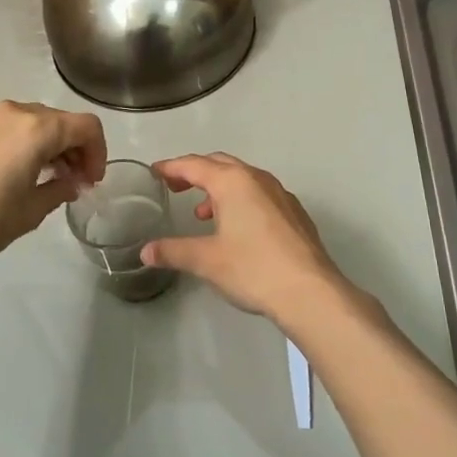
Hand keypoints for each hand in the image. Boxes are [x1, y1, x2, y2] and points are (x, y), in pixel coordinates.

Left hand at [0, 101, 107, 268]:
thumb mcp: (33, 210)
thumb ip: (60, 189)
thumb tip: (70, 182)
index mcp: (37, 128)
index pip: (86, 126)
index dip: (98, 152)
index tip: (91, 181)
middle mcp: (14, 111)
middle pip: (61, 120)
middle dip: (75, 148)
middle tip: (74, 182)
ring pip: (34, 121)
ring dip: (50, 144)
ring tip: (47, 178)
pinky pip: (9, 126)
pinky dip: (24, 142)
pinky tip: (16, 171)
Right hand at [141, 153, 348, 327]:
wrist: (310, 292)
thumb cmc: (253, 269)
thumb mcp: (206, 260)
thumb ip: (173, 251)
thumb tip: (146, 252)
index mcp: (232, 182)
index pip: (194, 165)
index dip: (171, 167)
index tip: (155, 172)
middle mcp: (257, 179)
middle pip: (219, 164)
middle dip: (195, 172)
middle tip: (175, 187)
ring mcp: (280, 194)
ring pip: (243, 179)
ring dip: (219, 188)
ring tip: (203, 214)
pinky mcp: (295, 213)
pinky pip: (260, 194)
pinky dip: (241, 200)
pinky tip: (238, 228)